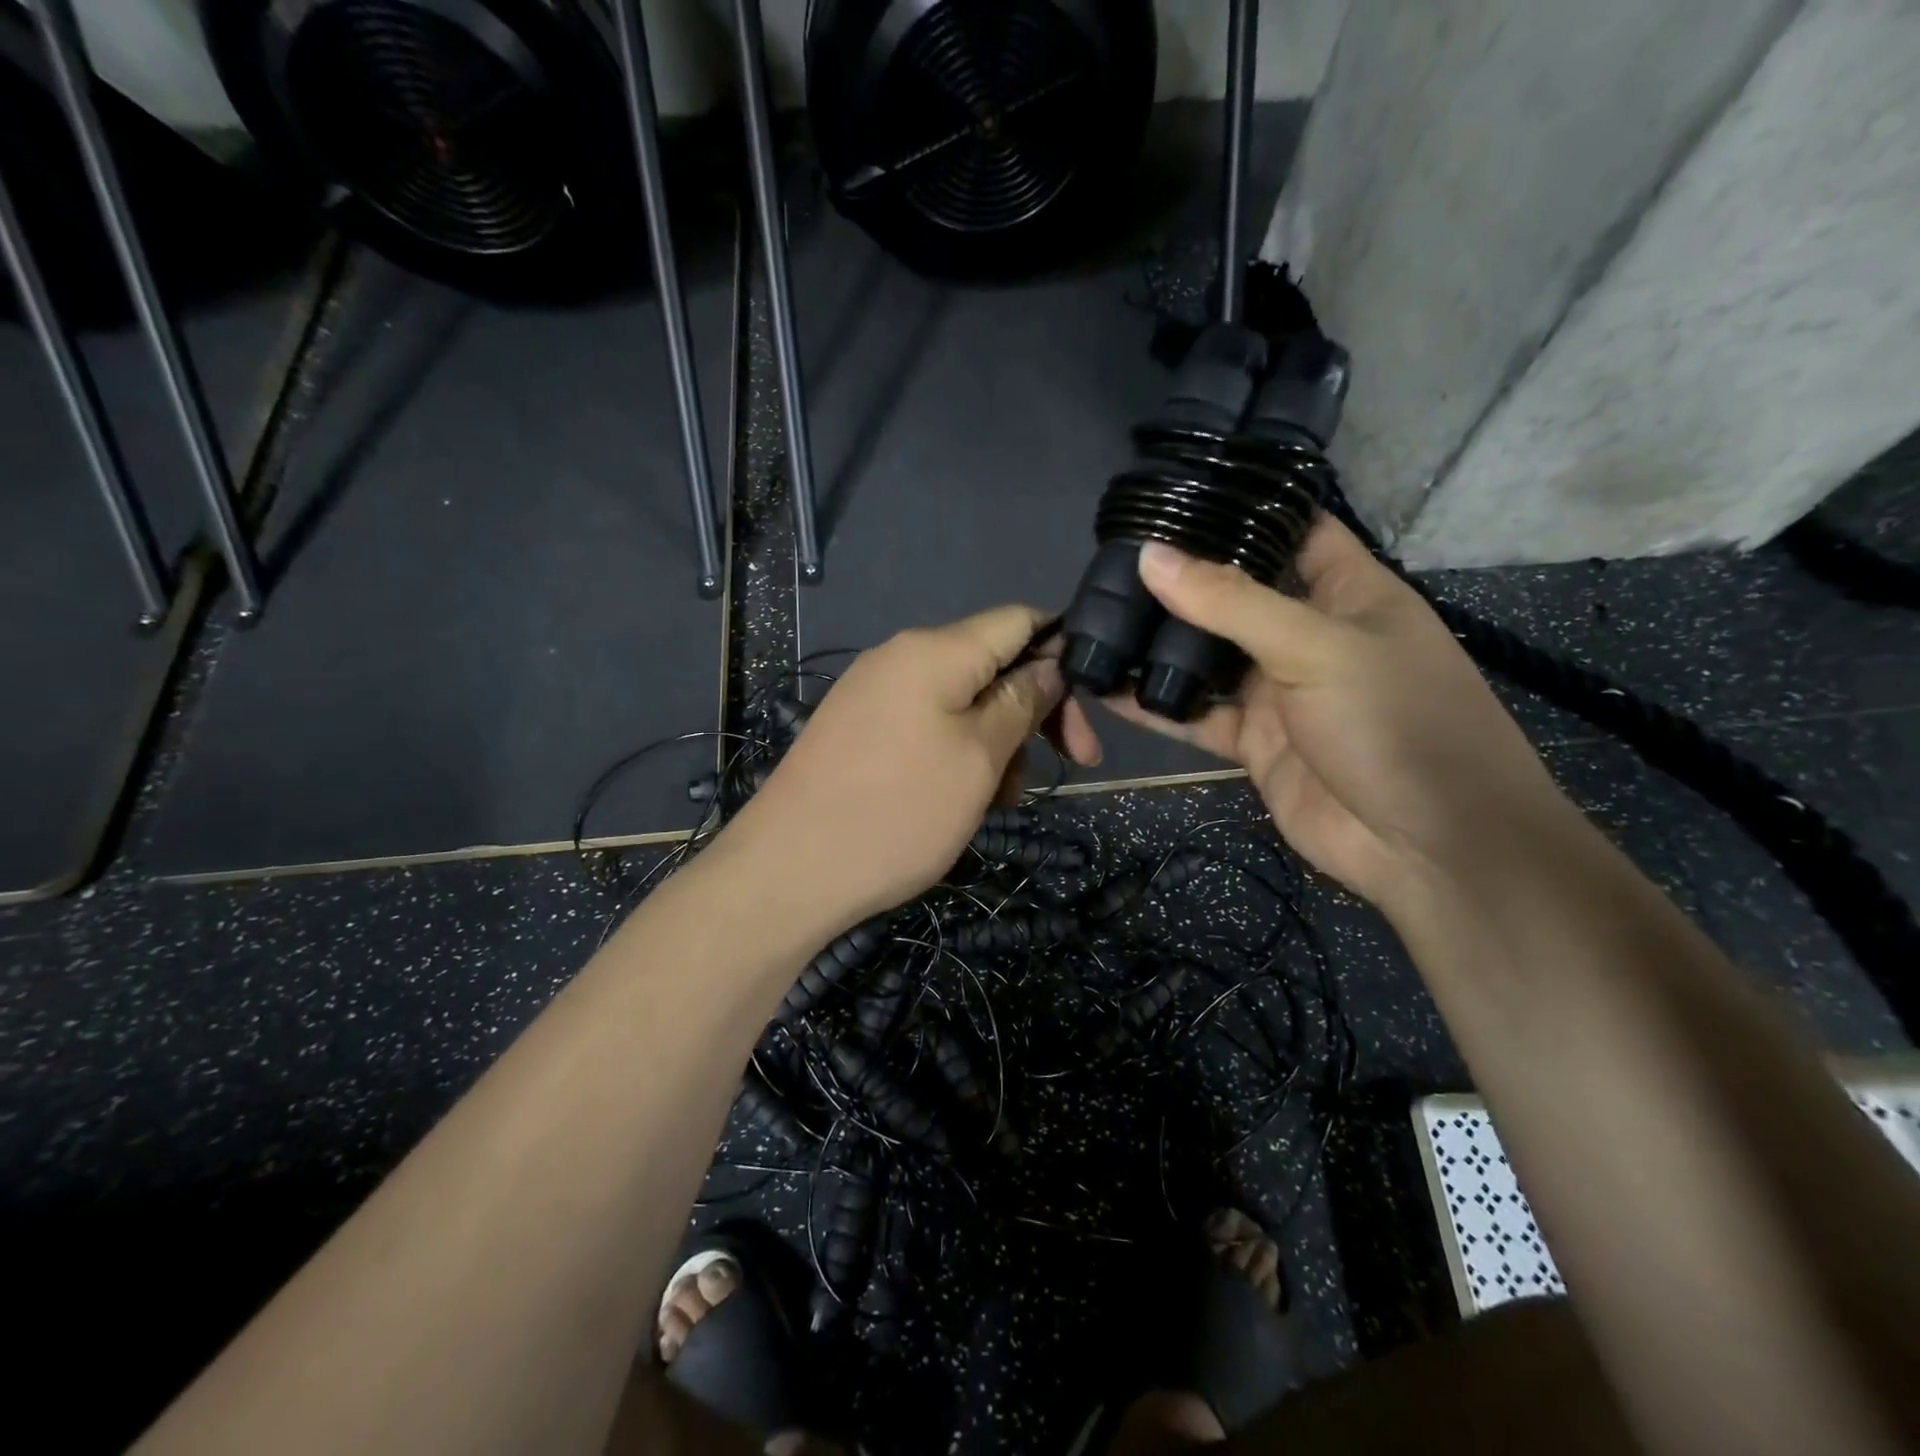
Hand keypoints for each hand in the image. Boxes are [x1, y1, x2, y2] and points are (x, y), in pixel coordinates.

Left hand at [729, 605, 1101, 931]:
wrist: (788, 871)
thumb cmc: (898, 812)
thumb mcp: (979, 757)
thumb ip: (1021, 702)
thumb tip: (1049, 666)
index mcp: (935, 649)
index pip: (1019, 619)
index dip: (1063, 649)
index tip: (1090, 704)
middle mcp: (902, 657)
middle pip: (992, 663)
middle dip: (1035, 710)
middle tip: (1070, 764)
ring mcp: (874, 693)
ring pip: (963, 701)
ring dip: (999, 741)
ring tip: (1003, 800)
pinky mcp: (859, 729)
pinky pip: (928, 725)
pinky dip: (960, 753)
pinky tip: (965, 800)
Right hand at [1097, 518, 1573, 911]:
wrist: (1427, 848)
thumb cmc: (1396, 724)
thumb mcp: (1317, 648)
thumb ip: (1231, 603)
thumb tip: (1151, 557)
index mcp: (1348, 592)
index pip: (1293, 529)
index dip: (1241, 510)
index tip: (1173, 496)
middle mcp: (1308, 634)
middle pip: (1237, 595)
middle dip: (1183, 579)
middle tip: (1112, 558)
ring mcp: (1279, 691)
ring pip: (1208, 657)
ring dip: (1160, 644)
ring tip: (1097, 616)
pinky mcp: (1254, 741)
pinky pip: (1197, 714)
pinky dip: (1155, 705)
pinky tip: (1107, 688)